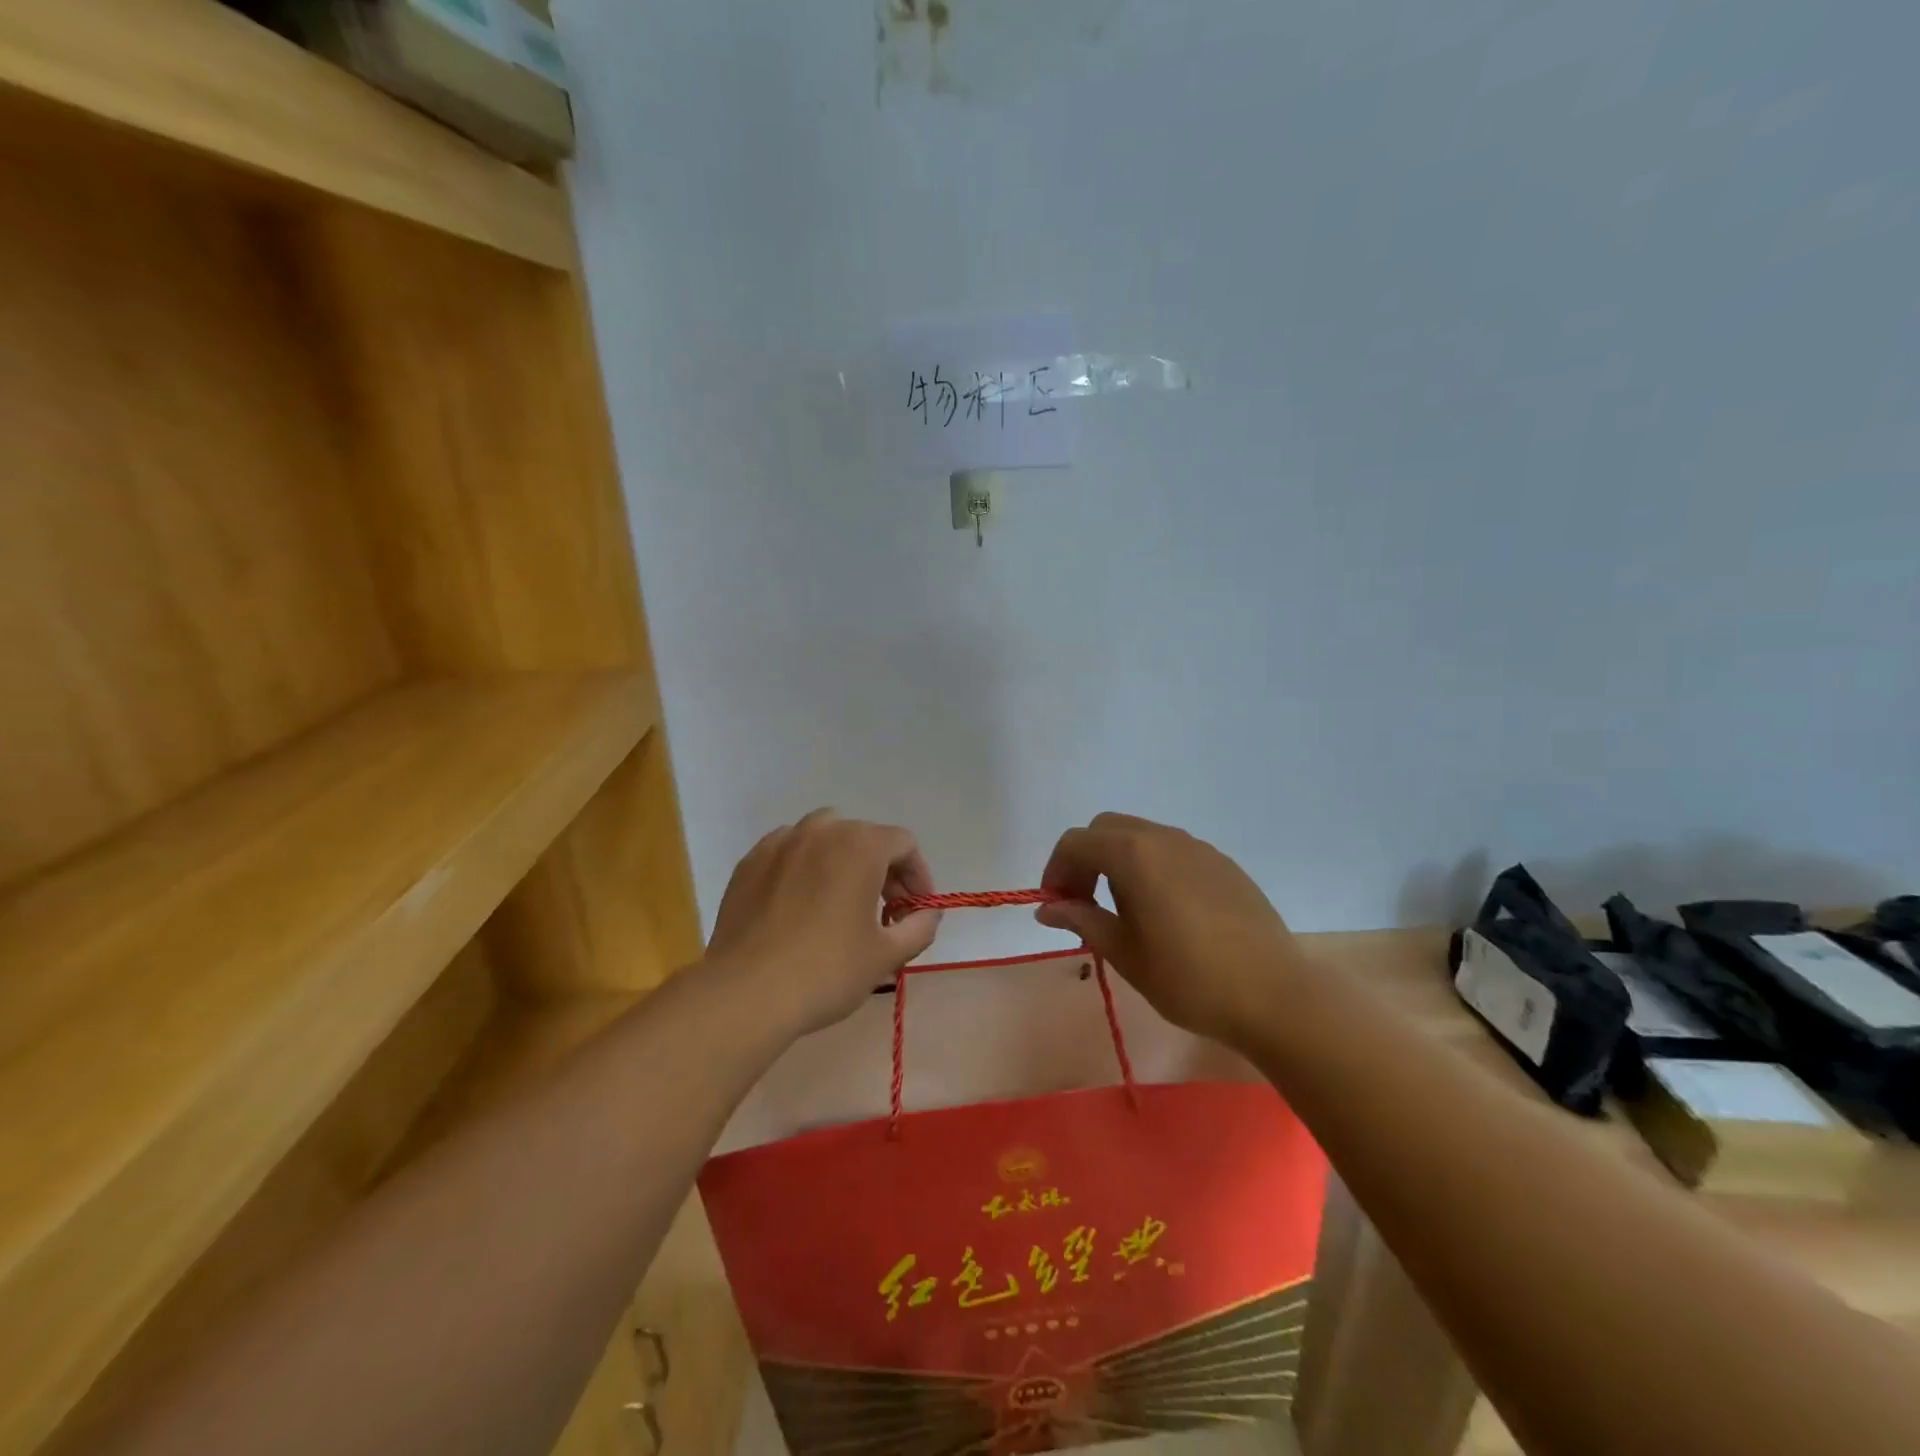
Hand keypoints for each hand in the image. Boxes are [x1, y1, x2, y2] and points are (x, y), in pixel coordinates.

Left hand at [706, 810, 940, 1035]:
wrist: (746, 993)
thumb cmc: (827, 971)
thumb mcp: (887, 955)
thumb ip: (919, 927)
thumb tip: (927, 913)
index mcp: (860, 845)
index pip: (903, 845)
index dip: (917, 876)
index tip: (915, 911)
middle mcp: (821, 831)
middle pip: (864, 837)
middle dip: (882, 870)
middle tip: (884, 913)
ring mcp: (780, 843)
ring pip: (823, 837)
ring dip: (842, 861)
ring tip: (840, 902)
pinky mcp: (749, 863)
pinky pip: (788, 852)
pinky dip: (803, 868)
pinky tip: (800, 905)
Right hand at [1036, 812, 1301, 1051]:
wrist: (1275, 996)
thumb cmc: (1190, 979)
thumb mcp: (1126, 954)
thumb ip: (1083, 920)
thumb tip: (1047, 907)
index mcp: (1134, 855)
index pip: (1077, 842)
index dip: (1056, 870)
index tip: (1056, 906)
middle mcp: (1165, 838)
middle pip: (1107, 829)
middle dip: (1085, 859)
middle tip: (1083, 903)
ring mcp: (1199, 848)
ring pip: (1141, 836)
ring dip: (1118, 861)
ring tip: (1123, 911)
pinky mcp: (1223, 864)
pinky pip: (1173, 851)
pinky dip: (1151, 867)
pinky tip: (1164, 911)